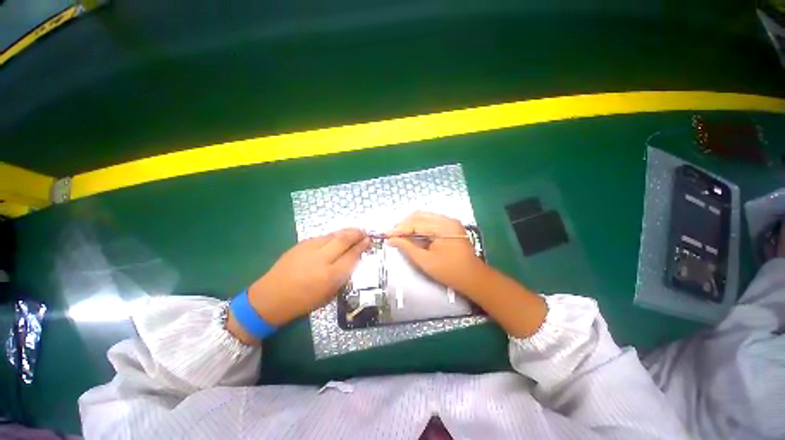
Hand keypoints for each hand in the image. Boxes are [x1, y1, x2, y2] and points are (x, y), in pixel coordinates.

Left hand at [228, 229, 369, 343]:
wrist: (271, 297)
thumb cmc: (303, 302)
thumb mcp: (328, 294)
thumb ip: (343, 275)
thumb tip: (353, 259)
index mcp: (330, 276)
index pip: (351, 255)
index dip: (361, 246)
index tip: (368, 241)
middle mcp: (322, 259)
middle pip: (344, 240)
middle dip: (357, 234)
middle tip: (364, 232)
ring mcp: (310, 249)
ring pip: (333, 235)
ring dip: (346, 231)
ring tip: (355, 231)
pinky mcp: (301, 244)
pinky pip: (323, 236)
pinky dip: (334, 235)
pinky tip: (337, 236)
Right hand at [386, 211, 485, 293]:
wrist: (473, 277)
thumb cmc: (450, 272)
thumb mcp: (426, 261)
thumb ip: (407, 248)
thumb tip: (391, 240)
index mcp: (443, 227)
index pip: (416, 223)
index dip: (399, 229)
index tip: (386, 235)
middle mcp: (447, 219)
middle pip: (419, 216)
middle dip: (403, 225)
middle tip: (392, 235)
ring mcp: (449, 221)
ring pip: (424, 216)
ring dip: (410, 224)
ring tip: (399, 234)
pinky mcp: (449, 225)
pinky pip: (430, 221)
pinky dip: (418, 226)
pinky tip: (411, 233)